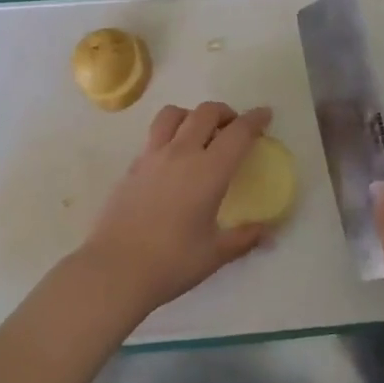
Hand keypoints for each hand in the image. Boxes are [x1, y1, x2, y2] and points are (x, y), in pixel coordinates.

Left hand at [76, 102, 273, 322]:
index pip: (237, 133)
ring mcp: (152, 156)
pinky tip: (173, 159)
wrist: (115, 269)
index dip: (254, 120)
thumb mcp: (215, 254)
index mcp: (209, 171)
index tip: (265, 114)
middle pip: (205, 113)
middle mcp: (181, 153)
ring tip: (200, 133)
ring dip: (193, 115)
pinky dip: (170, 134)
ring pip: (174, 114)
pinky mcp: (132, 166)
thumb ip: (244, 238)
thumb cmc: (171, 263)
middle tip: (234, 127)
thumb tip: (268, 234)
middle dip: (225, 113)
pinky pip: (154, 135)